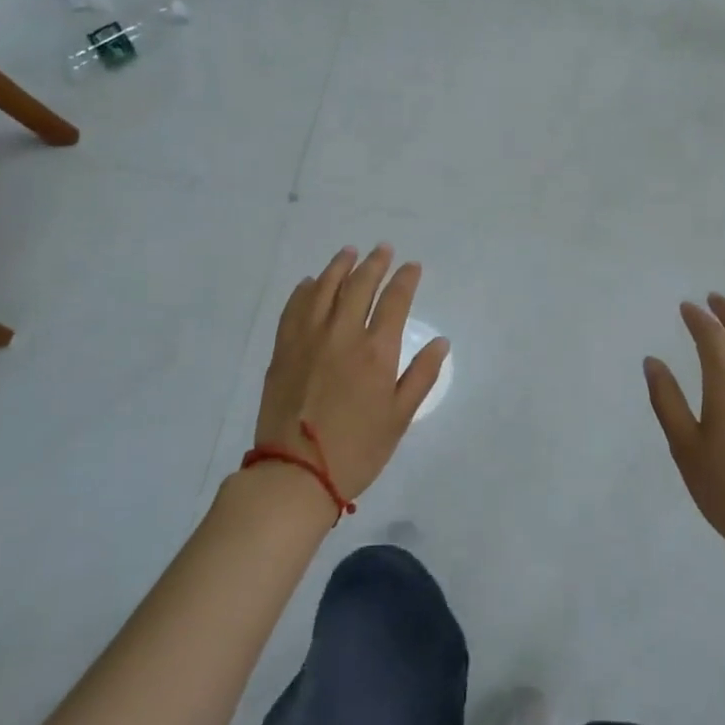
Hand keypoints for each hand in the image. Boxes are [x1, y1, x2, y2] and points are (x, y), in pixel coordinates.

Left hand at [254, 244, 448, 501]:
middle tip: (383, 249)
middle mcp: (342, 335)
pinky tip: (311, 283)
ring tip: (349, 252)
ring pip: (325, 289)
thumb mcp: (399, 418)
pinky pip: (294, 308)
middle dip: (374, 263)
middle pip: (360, 285)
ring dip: (339, 267)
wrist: (294, 475)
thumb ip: (421, 376)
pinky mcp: (283, 350)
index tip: (412, 266)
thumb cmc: (356, 450)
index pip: (395, 301)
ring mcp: (308, 339)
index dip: (406, 279)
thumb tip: (441, 342)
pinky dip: (305, 290)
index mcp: (376, 351)